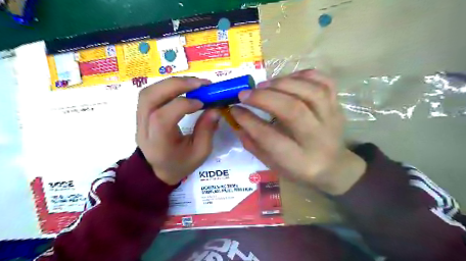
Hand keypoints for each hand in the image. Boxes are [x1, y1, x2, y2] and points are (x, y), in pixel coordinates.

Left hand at [136, 77, 220, 185]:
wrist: (158, 170)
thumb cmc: (181, 164)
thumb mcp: (200, 153)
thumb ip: (207, 130)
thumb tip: (215, 108)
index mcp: (158, 144)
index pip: (162, 118)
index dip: (183, 105)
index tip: (203, 103)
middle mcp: (144, 129)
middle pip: (150, 98)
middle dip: (176, 85)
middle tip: (200, 83)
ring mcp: (139, 120)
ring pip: (148, 92)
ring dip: (171, 83)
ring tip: (193, 83)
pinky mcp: (141, 114)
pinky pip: (151, 94)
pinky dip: (167, 86)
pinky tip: (183, 88)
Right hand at [231, 70, 365, 194]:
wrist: (334, 166)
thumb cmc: (299, 168)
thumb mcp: (273, 164)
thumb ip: (254, 144)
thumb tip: (236, 121)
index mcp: (299, 161)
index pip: (270, 137)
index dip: (249, 121)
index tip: (234, 109)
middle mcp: (318, 138)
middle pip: (293, 110)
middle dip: (264, 98)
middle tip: (244, 93)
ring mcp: (331, 119)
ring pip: (311, 92)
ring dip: (282, 83)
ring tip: (263, 85)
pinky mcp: (337, 106)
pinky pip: (325, 82)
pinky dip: (304, 75)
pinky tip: (287, 79)